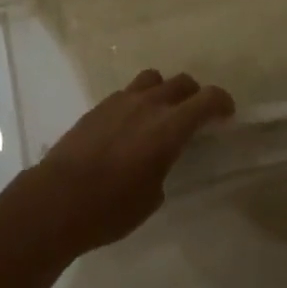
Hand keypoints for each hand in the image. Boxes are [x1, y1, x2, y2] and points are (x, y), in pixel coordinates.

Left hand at [7, 70, 234, 256]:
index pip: (206, 99)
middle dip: (194, 94)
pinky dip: (138, 101)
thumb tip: (158, 159)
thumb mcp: (152, 196)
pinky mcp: (99, 106)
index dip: (222, 101)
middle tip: (196, 114)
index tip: (227, 112)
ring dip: (164, 91)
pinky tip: (130, 125)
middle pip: (181, 82)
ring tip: (161, 113)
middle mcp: (148, 105)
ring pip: (153, 79)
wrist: (58, 198)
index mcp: (168, 127)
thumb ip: (163, 166)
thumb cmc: (111, 208)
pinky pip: (128, 92)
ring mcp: (121, 101)